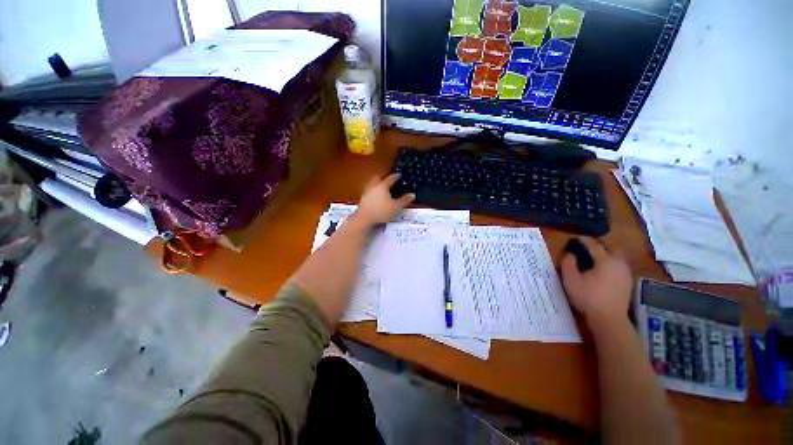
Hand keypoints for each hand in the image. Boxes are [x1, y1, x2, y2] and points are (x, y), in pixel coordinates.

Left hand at [354, 173, 414, 226]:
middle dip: (383, 177)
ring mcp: (367, 192)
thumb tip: (412, 194)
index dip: (396, 176)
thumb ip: (404, 200)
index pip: (391, 178)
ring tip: (381, 187)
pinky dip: (373, 191)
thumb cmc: (382, 211)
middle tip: (388, 179)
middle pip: (378, 178)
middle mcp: (374, 186)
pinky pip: (369, 191)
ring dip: (377, 183)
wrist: (364, 218)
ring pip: (372, 183)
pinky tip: (375, 196)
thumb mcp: (396, 207)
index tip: (399, 174)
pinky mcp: (363, 198)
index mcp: (383, 186)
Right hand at [561, 237, 632, 330]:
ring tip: (593, 256)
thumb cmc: (588, 297)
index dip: (584, 240)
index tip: (575, 238)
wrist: (609, 319)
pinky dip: (611, 261)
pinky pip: (619, 265)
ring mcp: (626, 273)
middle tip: (586, 246)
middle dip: (599, 244)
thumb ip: (568, 263)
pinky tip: (602, 268)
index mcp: (606, 261)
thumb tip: (571, 254)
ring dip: (606, 253)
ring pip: (617, 256)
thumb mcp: (571, 279)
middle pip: (611, 247)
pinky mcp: (627, 282)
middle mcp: (619, 263)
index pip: (594, 245)